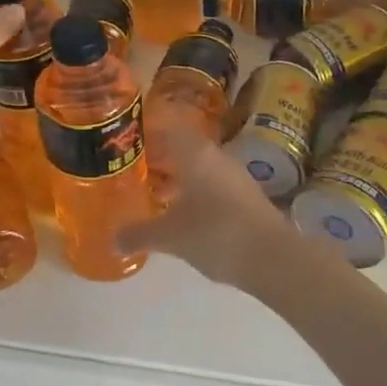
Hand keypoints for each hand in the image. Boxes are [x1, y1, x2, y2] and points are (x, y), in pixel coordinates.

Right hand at [117, 128, 298, 285]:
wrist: (273, 258)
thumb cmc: (215, 233)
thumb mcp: (170, 237)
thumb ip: (139, 234)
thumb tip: (113, 241)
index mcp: (194, 153)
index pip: (167, 127)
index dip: (147, 131)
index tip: (127, 139)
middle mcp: (216, 157)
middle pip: (183, 147)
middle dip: (159, 157)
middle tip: (134, 169)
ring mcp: (235, 176)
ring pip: (199, 168)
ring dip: (178, 177)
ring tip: (154, 194)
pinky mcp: (247, 197)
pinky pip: (213, 186)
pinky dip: (195, 193)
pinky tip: (183, 215)